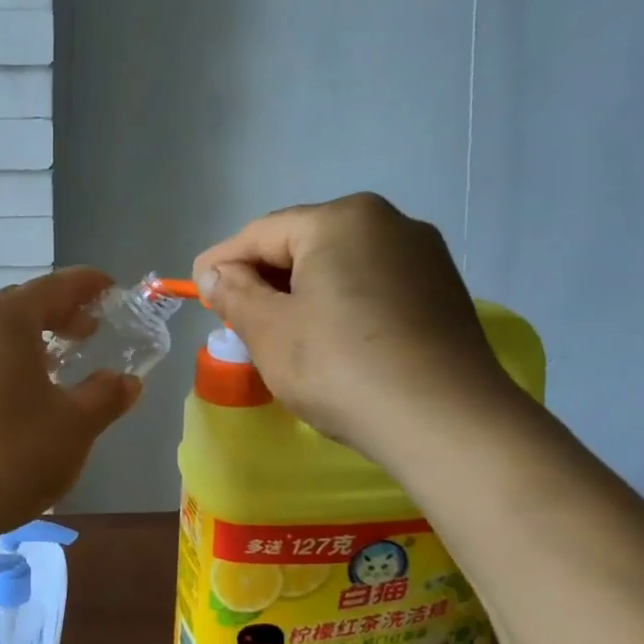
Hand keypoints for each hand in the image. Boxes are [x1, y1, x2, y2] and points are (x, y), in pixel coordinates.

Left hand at [0, 269, 142, 539]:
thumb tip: (126, 381)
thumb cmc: (11, 454)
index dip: (87, 285)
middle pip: (20, 305)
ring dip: (29, 340)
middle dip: (58, 313)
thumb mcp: (74, 426)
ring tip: (56, 366)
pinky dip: (2, 363)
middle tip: (89, 332)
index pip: (54, 286)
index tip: (111, 290)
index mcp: (4, 321)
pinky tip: (16, 397)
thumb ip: (106, 396)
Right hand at [193, 194, 519, 468]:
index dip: (221, 262)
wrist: (447, 423)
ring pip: (340, 266)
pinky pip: (372, 286)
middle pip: (303, 244)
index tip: (196, 292)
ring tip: (279, 333)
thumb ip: (234, 294)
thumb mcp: (269, 331)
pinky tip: (329, 341)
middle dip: (263, 278)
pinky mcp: (443, 292)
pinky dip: (340, 305)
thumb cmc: (341, 367)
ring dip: (301, 293)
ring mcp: (423, 257)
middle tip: (234, 317)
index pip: (260, 233)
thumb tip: (215, 274)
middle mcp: (388, 223)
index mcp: (341, 219)